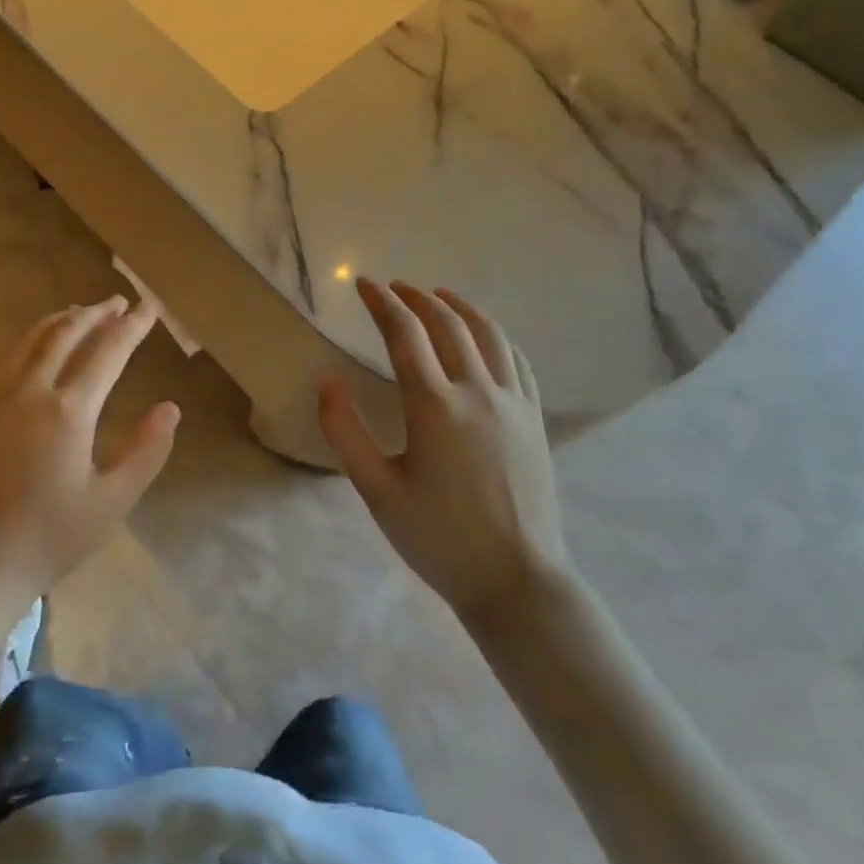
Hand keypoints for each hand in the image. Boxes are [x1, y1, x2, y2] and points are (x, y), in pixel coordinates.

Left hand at [0, 295, 179, 597]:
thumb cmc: (51, 535)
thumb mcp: (113, 500)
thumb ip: (146, 451)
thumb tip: (170, 408)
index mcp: (70, 410)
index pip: (108, 352)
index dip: (131, 327)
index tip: (148, 308)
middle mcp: (31, 389)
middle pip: (67, 334)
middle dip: (96, 314)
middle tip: (118, 302)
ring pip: (31, 339)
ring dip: (60, 320)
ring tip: (80, 311)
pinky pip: (3, 356)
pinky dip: (27, 338)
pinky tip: (33, 342)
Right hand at [319, 279, 568, 623]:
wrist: (515, 579)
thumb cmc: (438, 538)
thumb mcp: (377, 491)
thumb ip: (346, 433)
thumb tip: (328, 384)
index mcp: (434, 406)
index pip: (404, 334)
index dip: (382, 303)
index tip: (364, 284)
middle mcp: (477, 391)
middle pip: (448, 324)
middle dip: (418, 298)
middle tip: (395, 288)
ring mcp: (514, 403)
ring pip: (489, 335)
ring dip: (461, 307)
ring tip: (440, 296)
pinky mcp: (535, 420)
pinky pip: (518, 361)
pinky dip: (496, 336)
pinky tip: (486, 338)